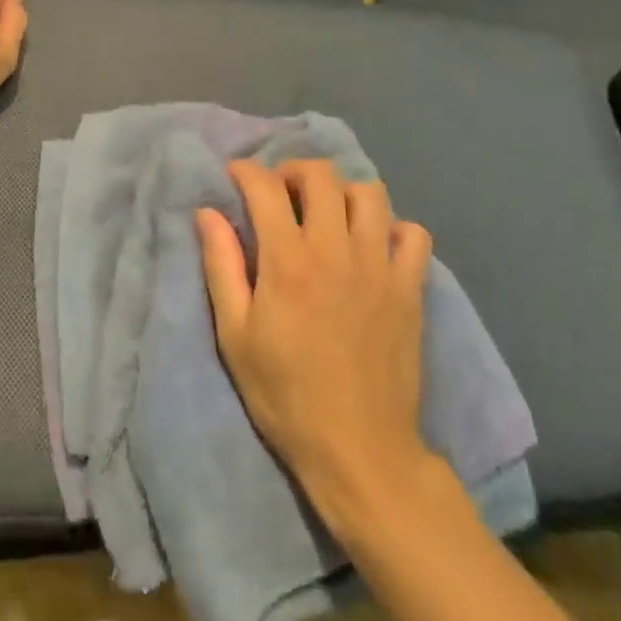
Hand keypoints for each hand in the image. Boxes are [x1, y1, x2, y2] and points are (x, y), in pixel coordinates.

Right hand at [197, 160, 436, 533]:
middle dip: (293, 171)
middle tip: (280, 192)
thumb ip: (222, 266)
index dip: (246, 171)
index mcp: (288, 261)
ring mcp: (379, 267)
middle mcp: (335, 250)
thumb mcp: (236, 335)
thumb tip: (207, 213)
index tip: (235, 177)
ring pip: (370, 194)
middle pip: (321, 176)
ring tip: (326, 214)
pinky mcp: (410, 289)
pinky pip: (413, 234)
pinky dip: (392, 228)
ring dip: (342, 192)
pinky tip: (372, 246)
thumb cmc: (285, 394)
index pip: (265, 187)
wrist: (359, 450)